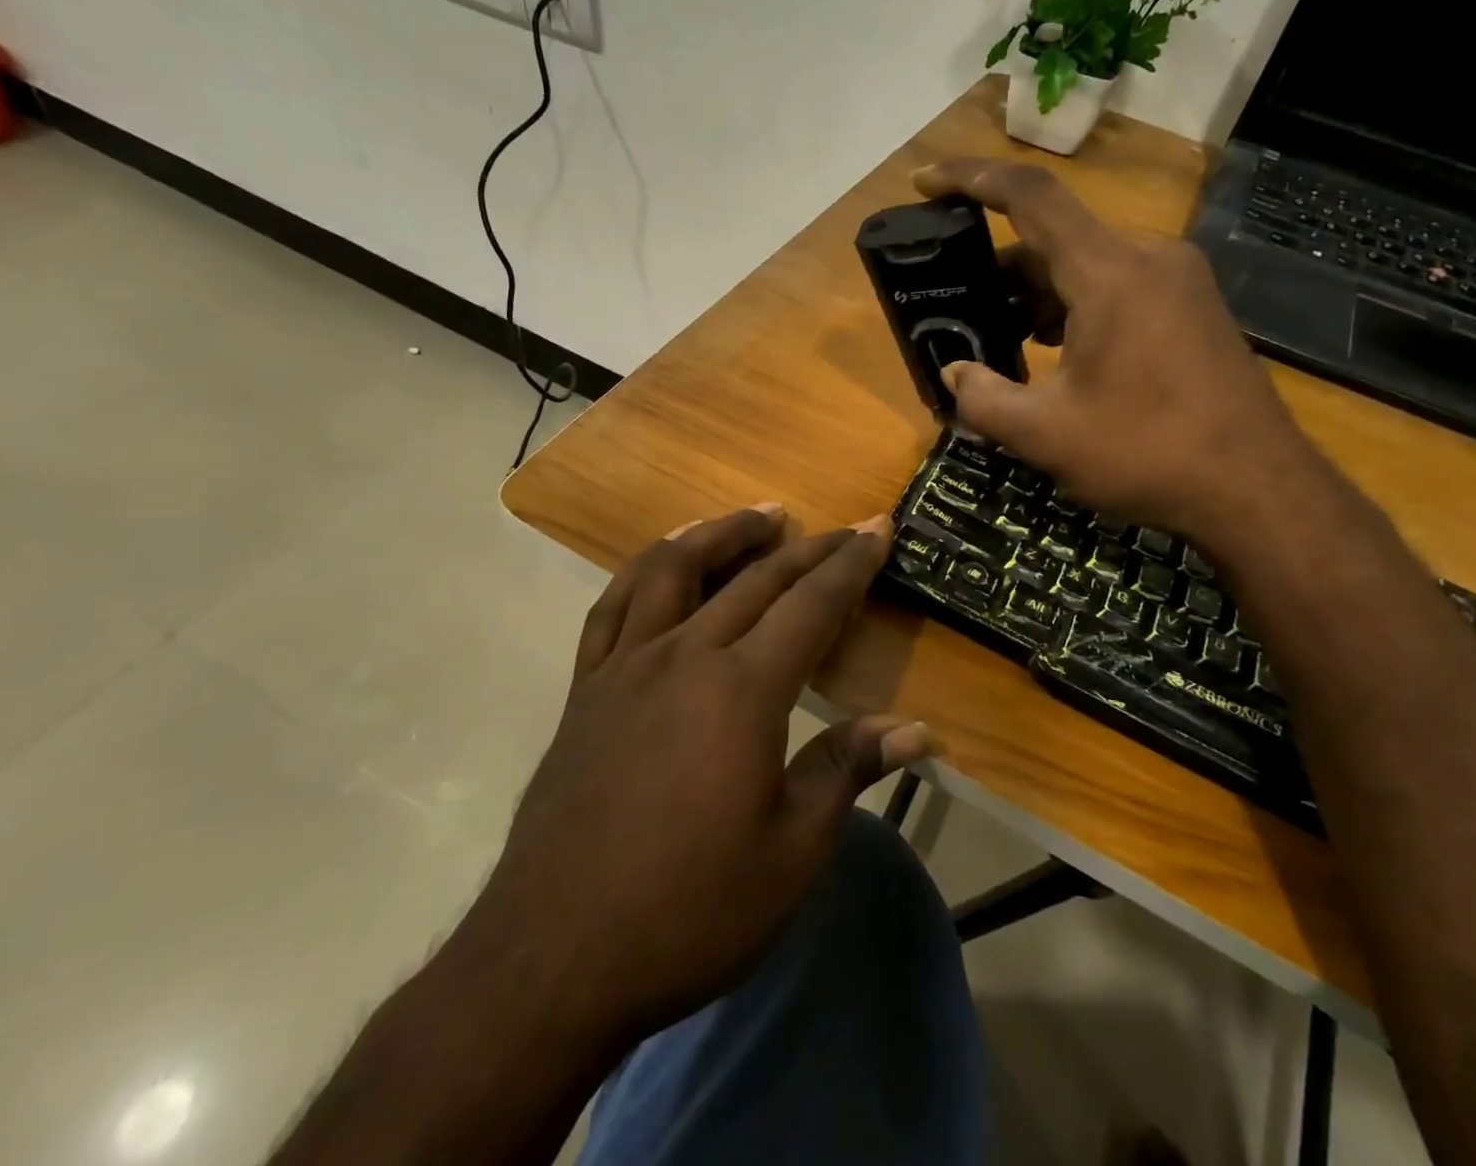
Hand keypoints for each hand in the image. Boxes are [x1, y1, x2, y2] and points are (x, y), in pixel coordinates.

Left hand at [464, 504, 937, 1050]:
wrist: (555, 958)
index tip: (878, 528)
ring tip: (758, 517)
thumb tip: (920, 731)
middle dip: (807, 548)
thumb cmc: (689, 910)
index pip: (811, 605)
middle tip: (842, 528)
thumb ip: (848, 771)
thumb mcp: (791, 853)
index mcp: (742, 691)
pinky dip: (645, 568)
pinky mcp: (586, 687)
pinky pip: (614, 605)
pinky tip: (665, 558)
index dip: (851, 564)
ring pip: (675, 569)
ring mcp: (627, 665)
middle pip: (756, 580)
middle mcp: (684, 656)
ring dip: (722, 533)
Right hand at [914, 159, 1323, 546]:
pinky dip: (1072, 309)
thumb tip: (955, 374)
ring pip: (1085, 266)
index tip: (923, 183)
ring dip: (1034, 296)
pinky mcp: (1191, 310)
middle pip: (1053, 238)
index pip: (1030, 196)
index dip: (969, 178)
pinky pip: (1116, 289)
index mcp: (1109, 271)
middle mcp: (1147, 258)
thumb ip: (983, 399)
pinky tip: (1051, 356)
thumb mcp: (1045, 434)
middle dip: (996, 269)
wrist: (1257, 491)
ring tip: (997, 341)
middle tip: (954, 305)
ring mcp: (1177, 282)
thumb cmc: (1147, 453)